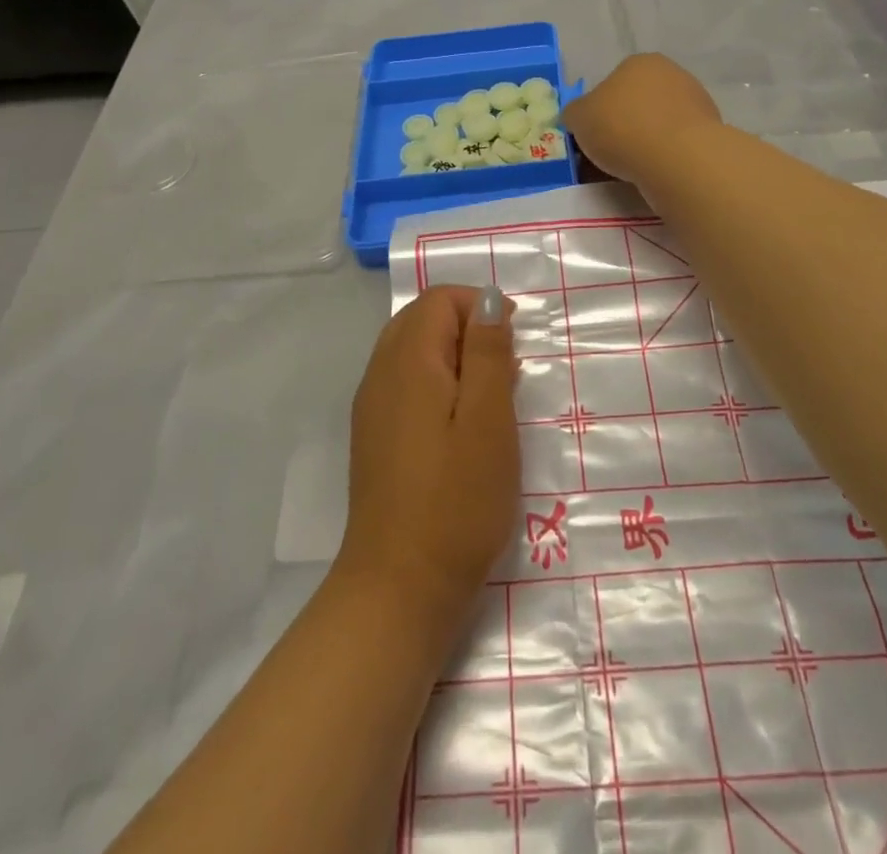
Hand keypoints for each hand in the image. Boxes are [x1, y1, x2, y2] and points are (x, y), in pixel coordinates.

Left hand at [337, 285, 519, 632]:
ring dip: (454, 356)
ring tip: (491, 399)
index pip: (438, 300)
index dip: (478, 305)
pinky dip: (437, 382)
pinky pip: (405, 382)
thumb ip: (488, 352)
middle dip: (467, 328)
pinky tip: (461, 425)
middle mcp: (381, 373)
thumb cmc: (457, 502)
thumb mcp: (489, 421)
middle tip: (506, 370)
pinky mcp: (374, 435)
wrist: (399, 587)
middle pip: (421, 319)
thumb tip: (486, 299)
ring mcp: (372, 406)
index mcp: (408, 361)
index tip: (514, 341)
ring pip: (412, 350)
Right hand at [565, 54, 722, 184]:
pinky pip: (675, 143)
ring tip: (629, 170)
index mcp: (639, 62)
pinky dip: (663, 156)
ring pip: (657, 124)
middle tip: (607, 154)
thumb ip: (575, 113)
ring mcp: (696, 101)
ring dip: (644, 142)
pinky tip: (653, 173)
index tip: (592, 135)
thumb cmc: (621, 127)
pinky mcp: (710, 131)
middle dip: (623, 126)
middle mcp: (672, 74)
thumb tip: (579, 116)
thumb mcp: (578, 117)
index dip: (598, 111)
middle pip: (637, 103)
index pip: (612, 83)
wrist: (677, 158)